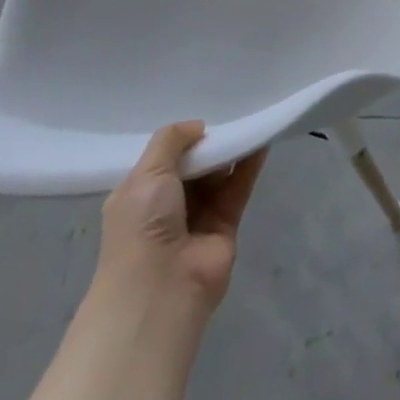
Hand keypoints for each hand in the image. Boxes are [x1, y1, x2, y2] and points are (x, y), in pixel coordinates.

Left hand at [97, 122, 265, 310]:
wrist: (162, 287)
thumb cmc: (143, 226)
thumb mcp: (146, 174)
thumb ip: (170, 141)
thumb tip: (198, 126)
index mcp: (139, 195)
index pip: (161, 160)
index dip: (180, 140)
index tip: (201, 117)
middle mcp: (167, 206)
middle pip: (193, 165)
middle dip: (208, 142)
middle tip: (229, 112)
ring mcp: (197, 216)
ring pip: (218, 175)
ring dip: (231, 150)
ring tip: (249, 119)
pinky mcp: (226, 224)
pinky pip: (239, 187)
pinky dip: (249, 164)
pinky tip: (261, 140)